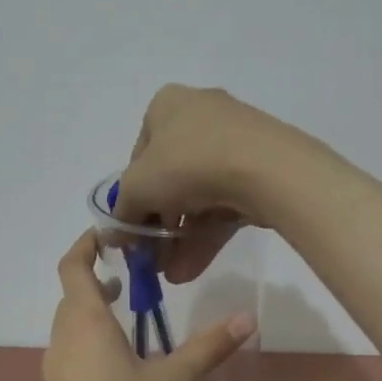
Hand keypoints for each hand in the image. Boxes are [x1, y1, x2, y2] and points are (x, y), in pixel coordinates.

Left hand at [39, 230, 255, 380]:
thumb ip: (208, 347)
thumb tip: (247, 317)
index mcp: (85, 326)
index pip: (73, 268)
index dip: (87, 245)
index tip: (110, 234)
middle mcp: (61, 343)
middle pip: (72, 299)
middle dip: (98, 282)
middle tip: (134, 280)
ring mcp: (52, 375)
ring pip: (70, 331)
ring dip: (94, 317)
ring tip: (130, 322)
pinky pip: (70, 360)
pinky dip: (90, 348)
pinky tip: (119, 373)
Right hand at [111, 84, 310, 279]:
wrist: (265, 168)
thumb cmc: (186, 164)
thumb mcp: (137, 188)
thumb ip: (122, 213)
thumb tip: (116, 236)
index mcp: (167, 106)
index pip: (139, 156)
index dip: (131, 198)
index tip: (132, 231)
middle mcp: (200, 116)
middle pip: (169, 179)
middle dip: (158, 226)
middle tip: (152, 259)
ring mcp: (234, 143)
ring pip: (198, 197)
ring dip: (180, 239)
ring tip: (171, 275)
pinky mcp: (259, 169)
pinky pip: (224, 203)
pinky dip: (206, 235)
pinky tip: (192, 269)